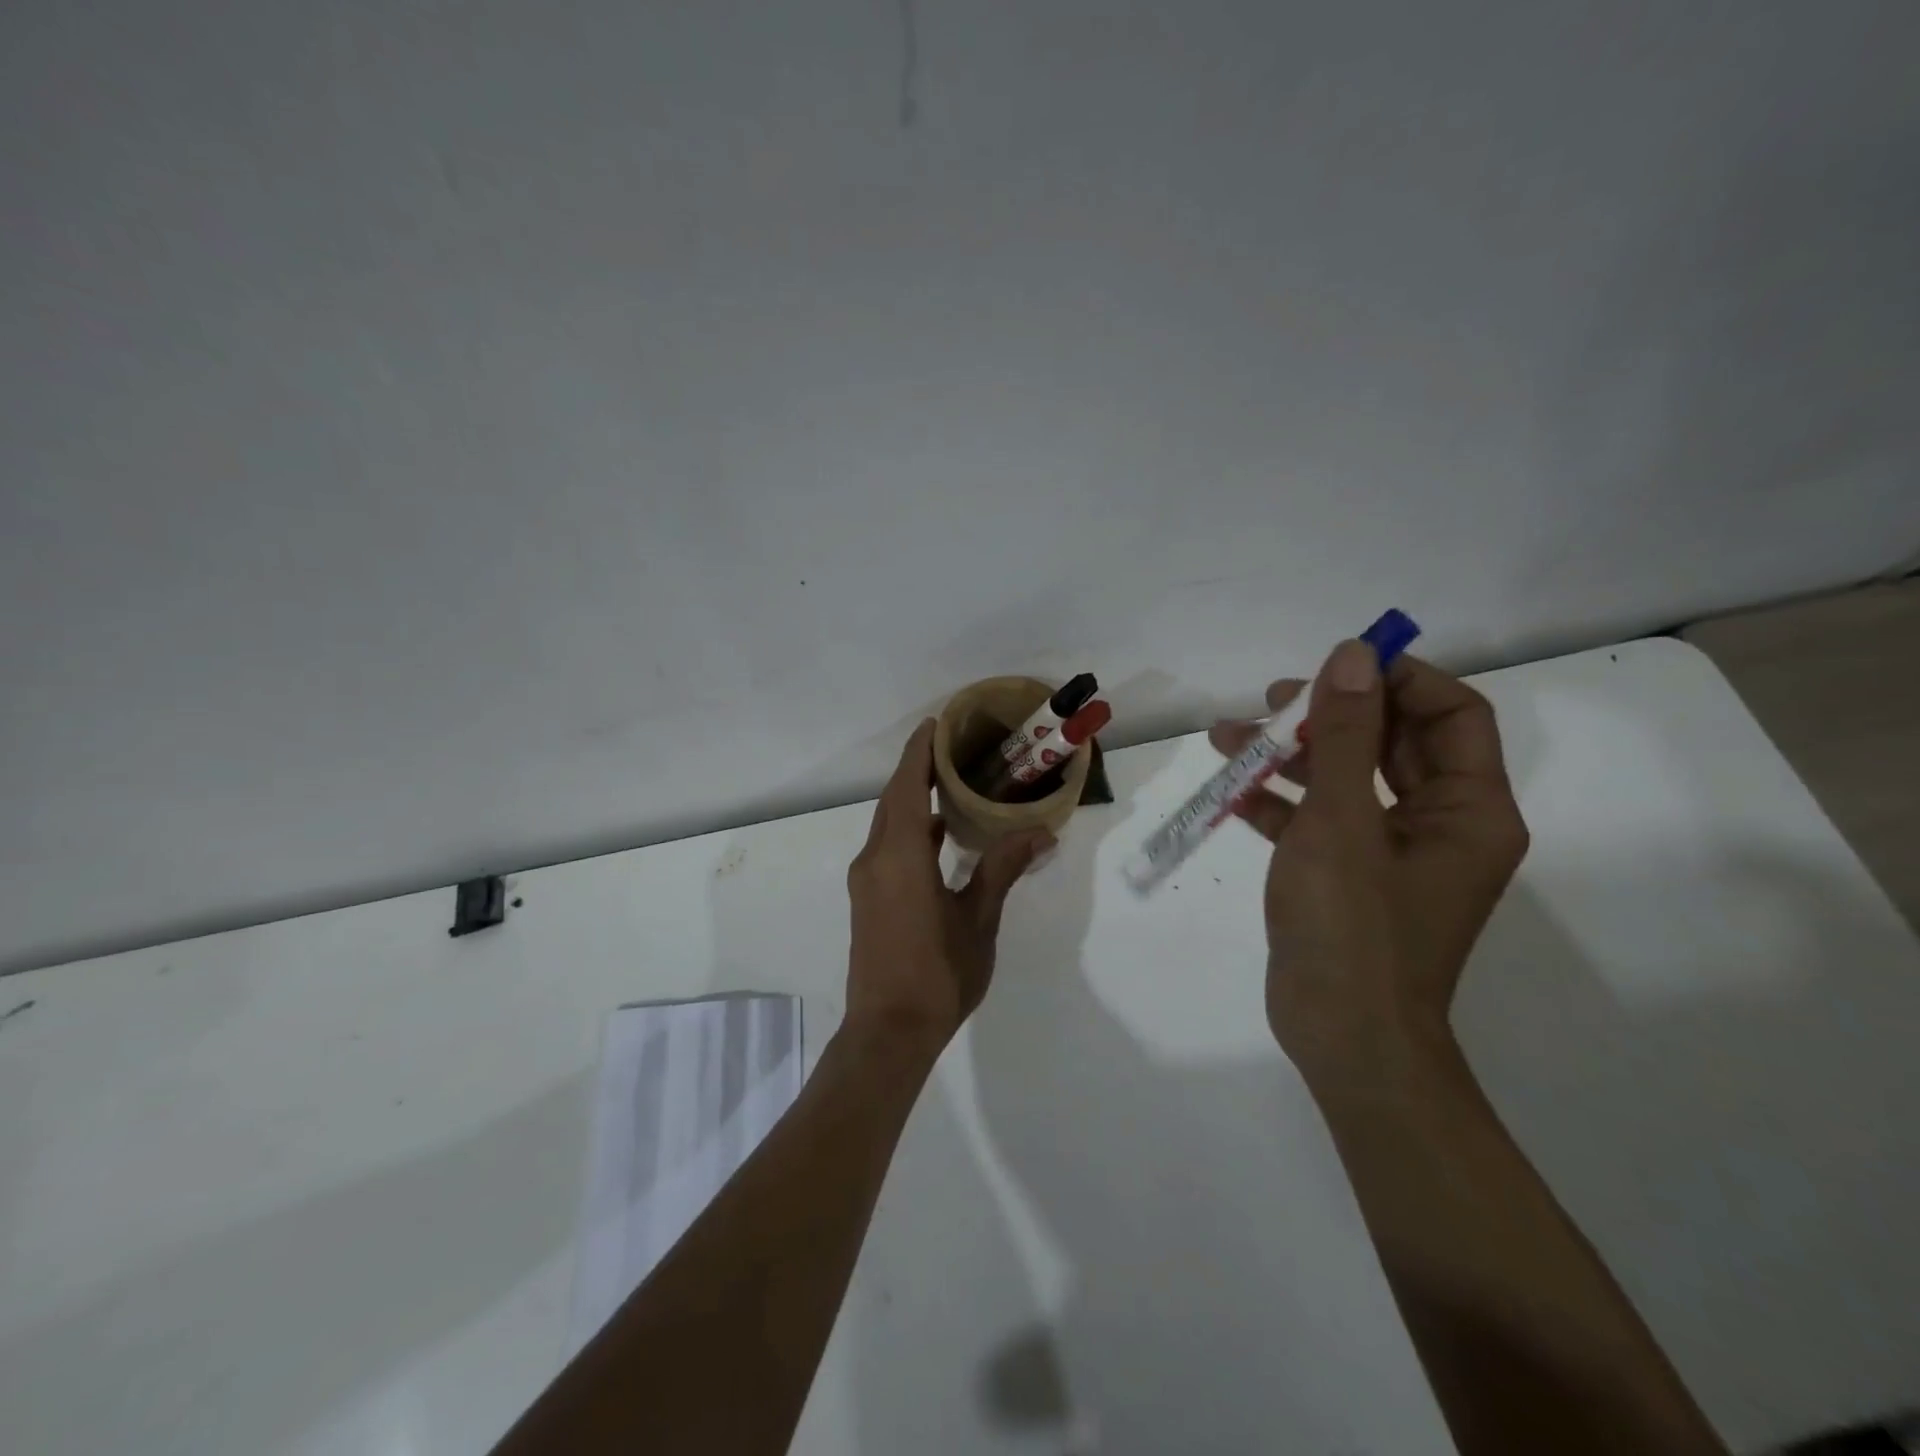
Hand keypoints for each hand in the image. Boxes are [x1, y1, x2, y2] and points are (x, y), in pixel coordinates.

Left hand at [844, 720, 1051, 1061]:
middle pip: (893, 800)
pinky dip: (908, 829)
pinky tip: (937, 835)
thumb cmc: (937, 974)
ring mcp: (866, 880)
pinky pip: (886, 846)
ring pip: (887, 824)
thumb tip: (1038, 831)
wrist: (888, 1032)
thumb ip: (1002, 869)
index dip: (920, 752)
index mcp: (900, 855)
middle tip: (952, 747)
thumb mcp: (979, 919)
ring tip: (949, 783)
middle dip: (917, 770)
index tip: (936, 724)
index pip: (908, 787)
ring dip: (912, 800)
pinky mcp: (866, 899)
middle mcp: (874, 859)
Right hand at [1209, 644, 1528, 1090]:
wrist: (1342, 1037)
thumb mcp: (1342, 821)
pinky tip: (1228, 790)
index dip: (1397, 679)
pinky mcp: (1349, 874)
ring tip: (1227, 737)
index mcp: (1468, 808)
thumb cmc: (1352, 927)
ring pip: (1346, 777)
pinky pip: (1319, 818)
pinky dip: (1278, 800)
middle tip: (1272, 703)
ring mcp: (1391, 850)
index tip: (1335, 666)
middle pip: (1390, 740)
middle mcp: (1440, 822)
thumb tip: (1353, 655)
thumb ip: (1345, 735)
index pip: (1450, 713)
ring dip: (1290, 755)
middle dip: (1329, 715)